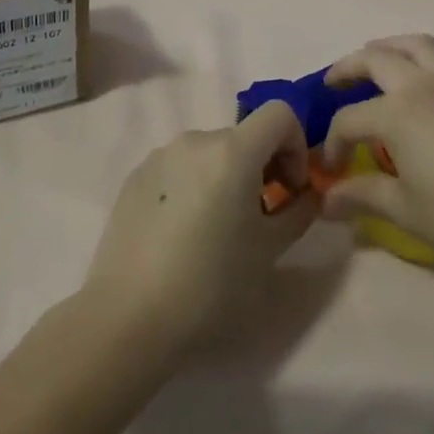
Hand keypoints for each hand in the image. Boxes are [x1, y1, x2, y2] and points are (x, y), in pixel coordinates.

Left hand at [84, 103, 318, 355]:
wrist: (127, 320)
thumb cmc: (210, 285)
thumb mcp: (269, 252)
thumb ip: (298, 212)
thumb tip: (307, 194)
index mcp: (233, 150)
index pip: (280, 113)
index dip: (295, 144)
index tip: (291, 189)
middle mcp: (196, 140)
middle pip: (244, 136)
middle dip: (262, 166)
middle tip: (259, 217)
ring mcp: (160, 156)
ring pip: (210, 152)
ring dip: (227, 176)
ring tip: (218, 228)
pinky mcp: (135, 177)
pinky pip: (179, 168)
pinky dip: (194, 185)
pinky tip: (182, 234)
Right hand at [319, 35, 433, 281]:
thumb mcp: (405, 211)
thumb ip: (362, 196)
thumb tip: (325, 201)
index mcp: (398, 113)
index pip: (350, 119)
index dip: (334, 143)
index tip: (331, 170)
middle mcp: (425, 85)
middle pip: (377, 60)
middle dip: (349, 68)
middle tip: (333, 83)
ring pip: (419, 45)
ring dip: (391, 45)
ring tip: (376, 56)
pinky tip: (432, 64)